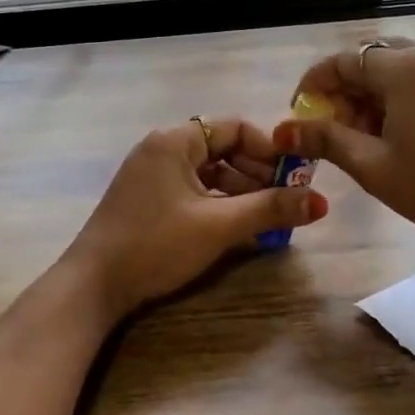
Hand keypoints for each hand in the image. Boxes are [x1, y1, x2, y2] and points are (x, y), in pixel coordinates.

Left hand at [64, 117, 327, 321]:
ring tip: (268, 219)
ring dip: (241, 192)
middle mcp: (162, 149)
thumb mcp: (219, 226)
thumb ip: (270, 209)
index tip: (295, 176)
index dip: (270, 149)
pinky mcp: (147, 200)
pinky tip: (237, 227)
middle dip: (258, 174)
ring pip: (209, 173)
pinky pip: (193, 190)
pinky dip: (218, 204)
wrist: (93, 286)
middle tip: (287, 202)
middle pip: (223, 149)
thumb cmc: (156, 244)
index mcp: (175, 141)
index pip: (235, 128)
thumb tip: (321, 202)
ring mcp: (151, 175)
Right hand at [276, 40, 414, 273]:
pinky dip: (401, 95)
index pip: (341, 61)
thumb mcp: (375, 167)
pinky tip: (399, 132)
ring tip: (364, 136)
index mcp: (402, 67)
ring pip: (398, 66)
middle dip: (344, 90)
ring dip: (372, 93)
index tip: (300, 115)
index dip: (314, 85)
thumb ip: (327, 140)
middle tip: (332, 129)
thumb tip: (285, 130)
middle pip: (370, 58)